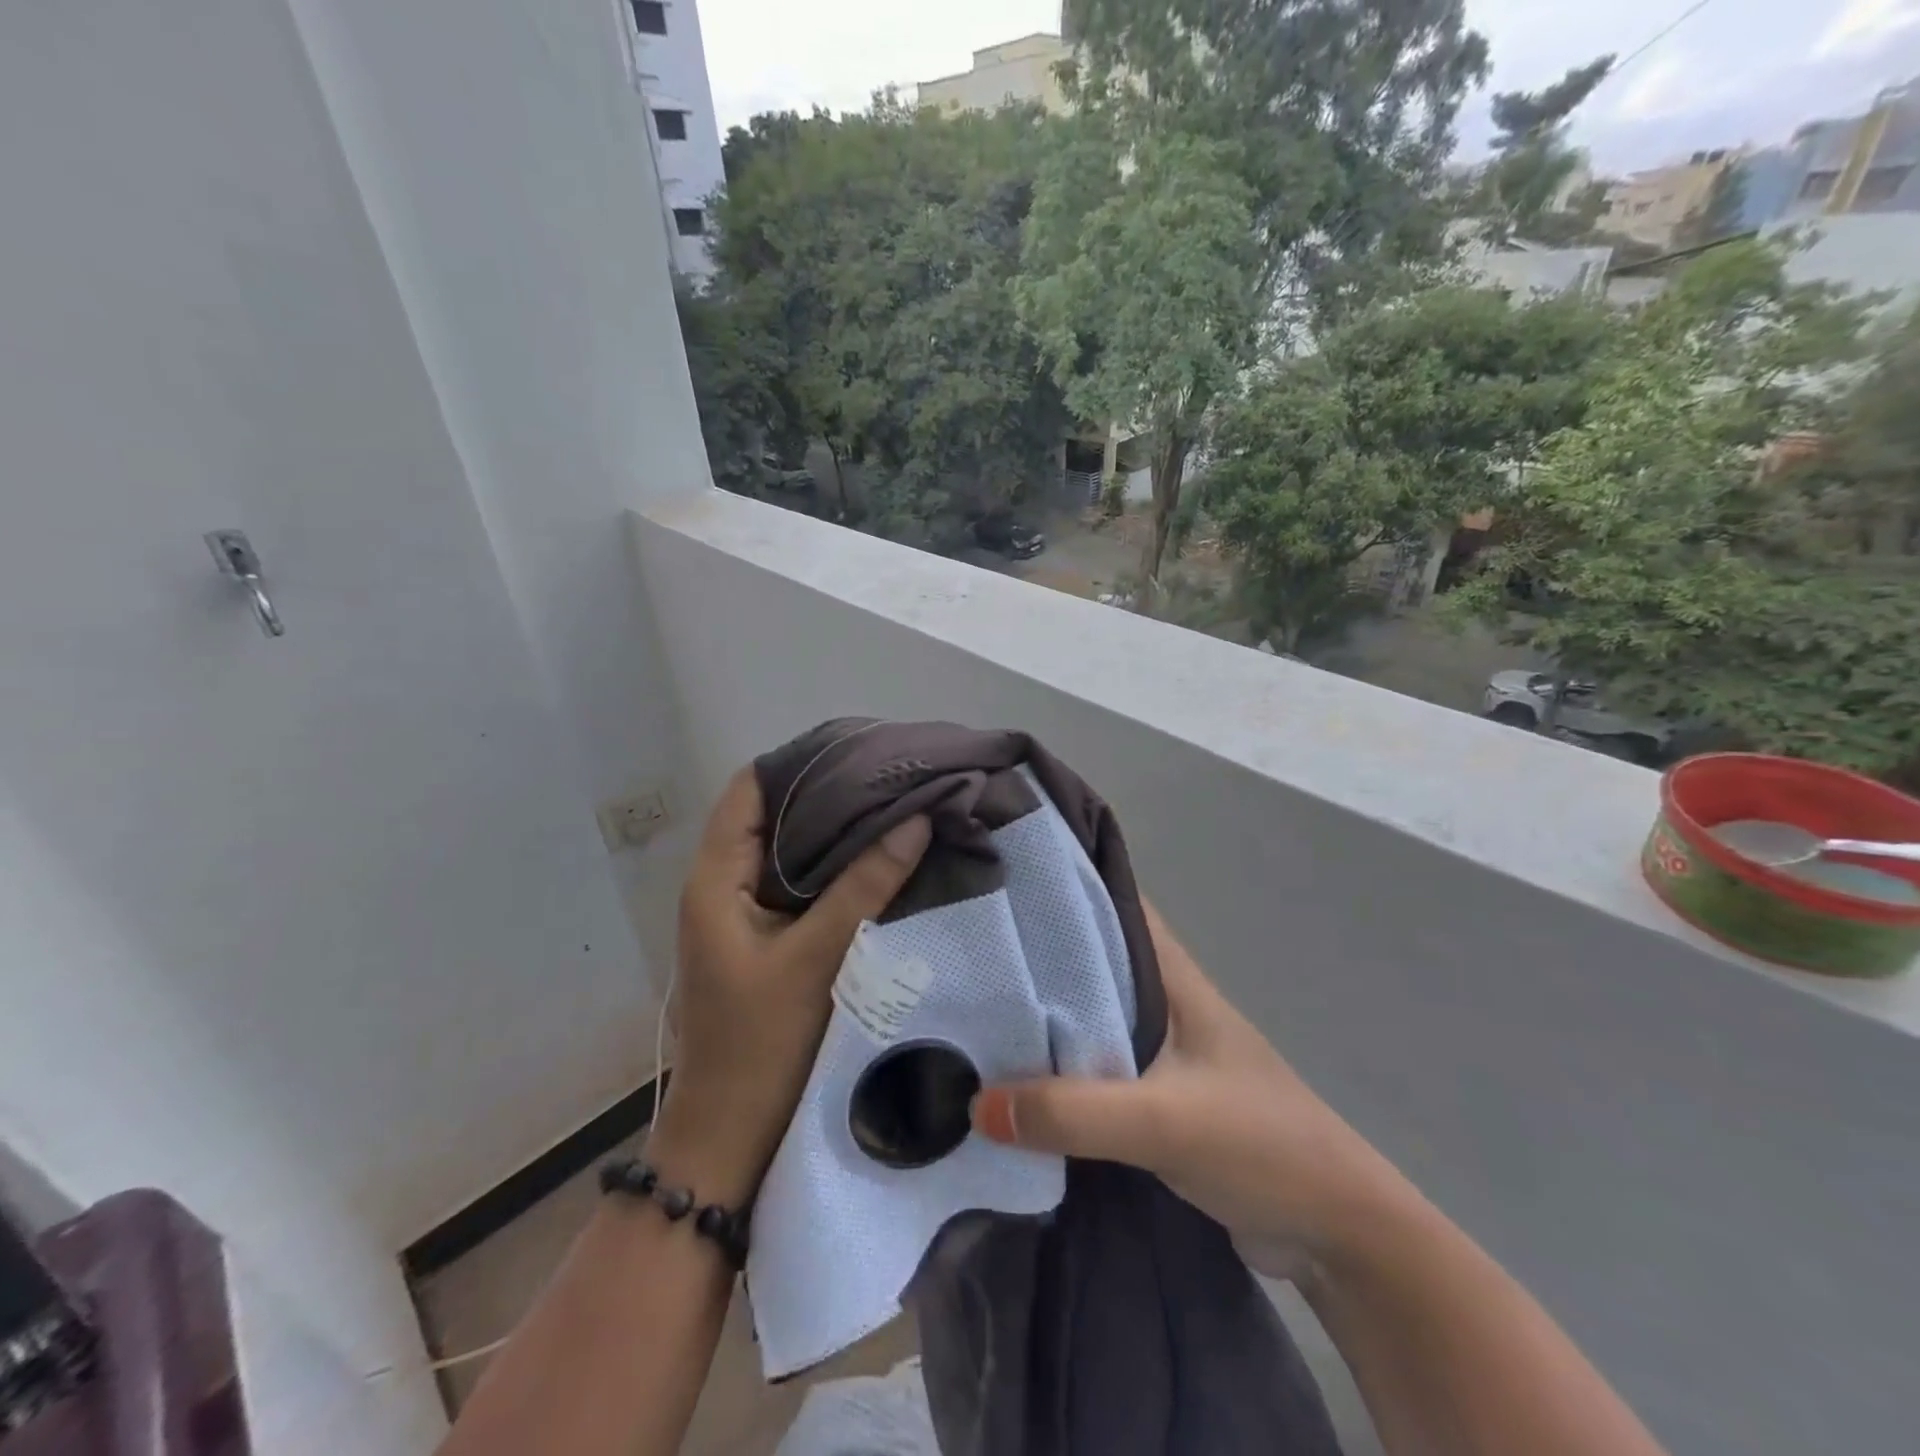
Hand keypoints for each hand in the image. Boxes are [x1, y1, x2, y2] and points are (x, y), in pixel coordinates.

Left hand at [649, 769, 930, 1206]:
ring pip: (790, 852)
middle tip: (891, 777)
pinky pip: (800, 886)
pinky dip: (835, 869)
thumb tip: (916, 819)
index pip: (750, 789)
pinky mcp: (764, 941)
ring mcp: (743, 915)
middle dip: (828, 794)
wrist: (730, 1138)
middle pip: (772, 815)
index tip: (859, 750)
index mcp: (715, 879)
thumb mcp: (816, 959)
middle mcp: (723, 886)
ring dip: (835, 832)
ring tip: (894, 808)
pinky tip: (880, 861)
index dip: (799, 762)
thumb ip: (864, 886)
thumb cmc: (761, 1046)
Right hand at [971, 902, 1410, 1282]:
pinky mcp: (1150, 1096)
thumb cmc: (1260, 1143)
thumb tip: (975, 1103)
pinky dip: (1053, 1070)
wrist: (1333, 1232)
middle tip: (962, 950)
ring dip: (1038, 1017)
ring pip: (1083, 1015)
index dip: (1057, 885)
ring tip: (966, 1009)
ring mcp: (1155, 1049)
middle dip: (1030, 955)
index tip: (995, 879)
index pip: (1108, 902)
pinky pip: (1088, 1068)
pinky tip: (1007, 1079)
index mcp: (1168, 973)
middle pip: (1084, 960)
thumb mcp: (1164, 1120)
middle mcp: (1158, 998)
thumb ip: (1072, 1111)